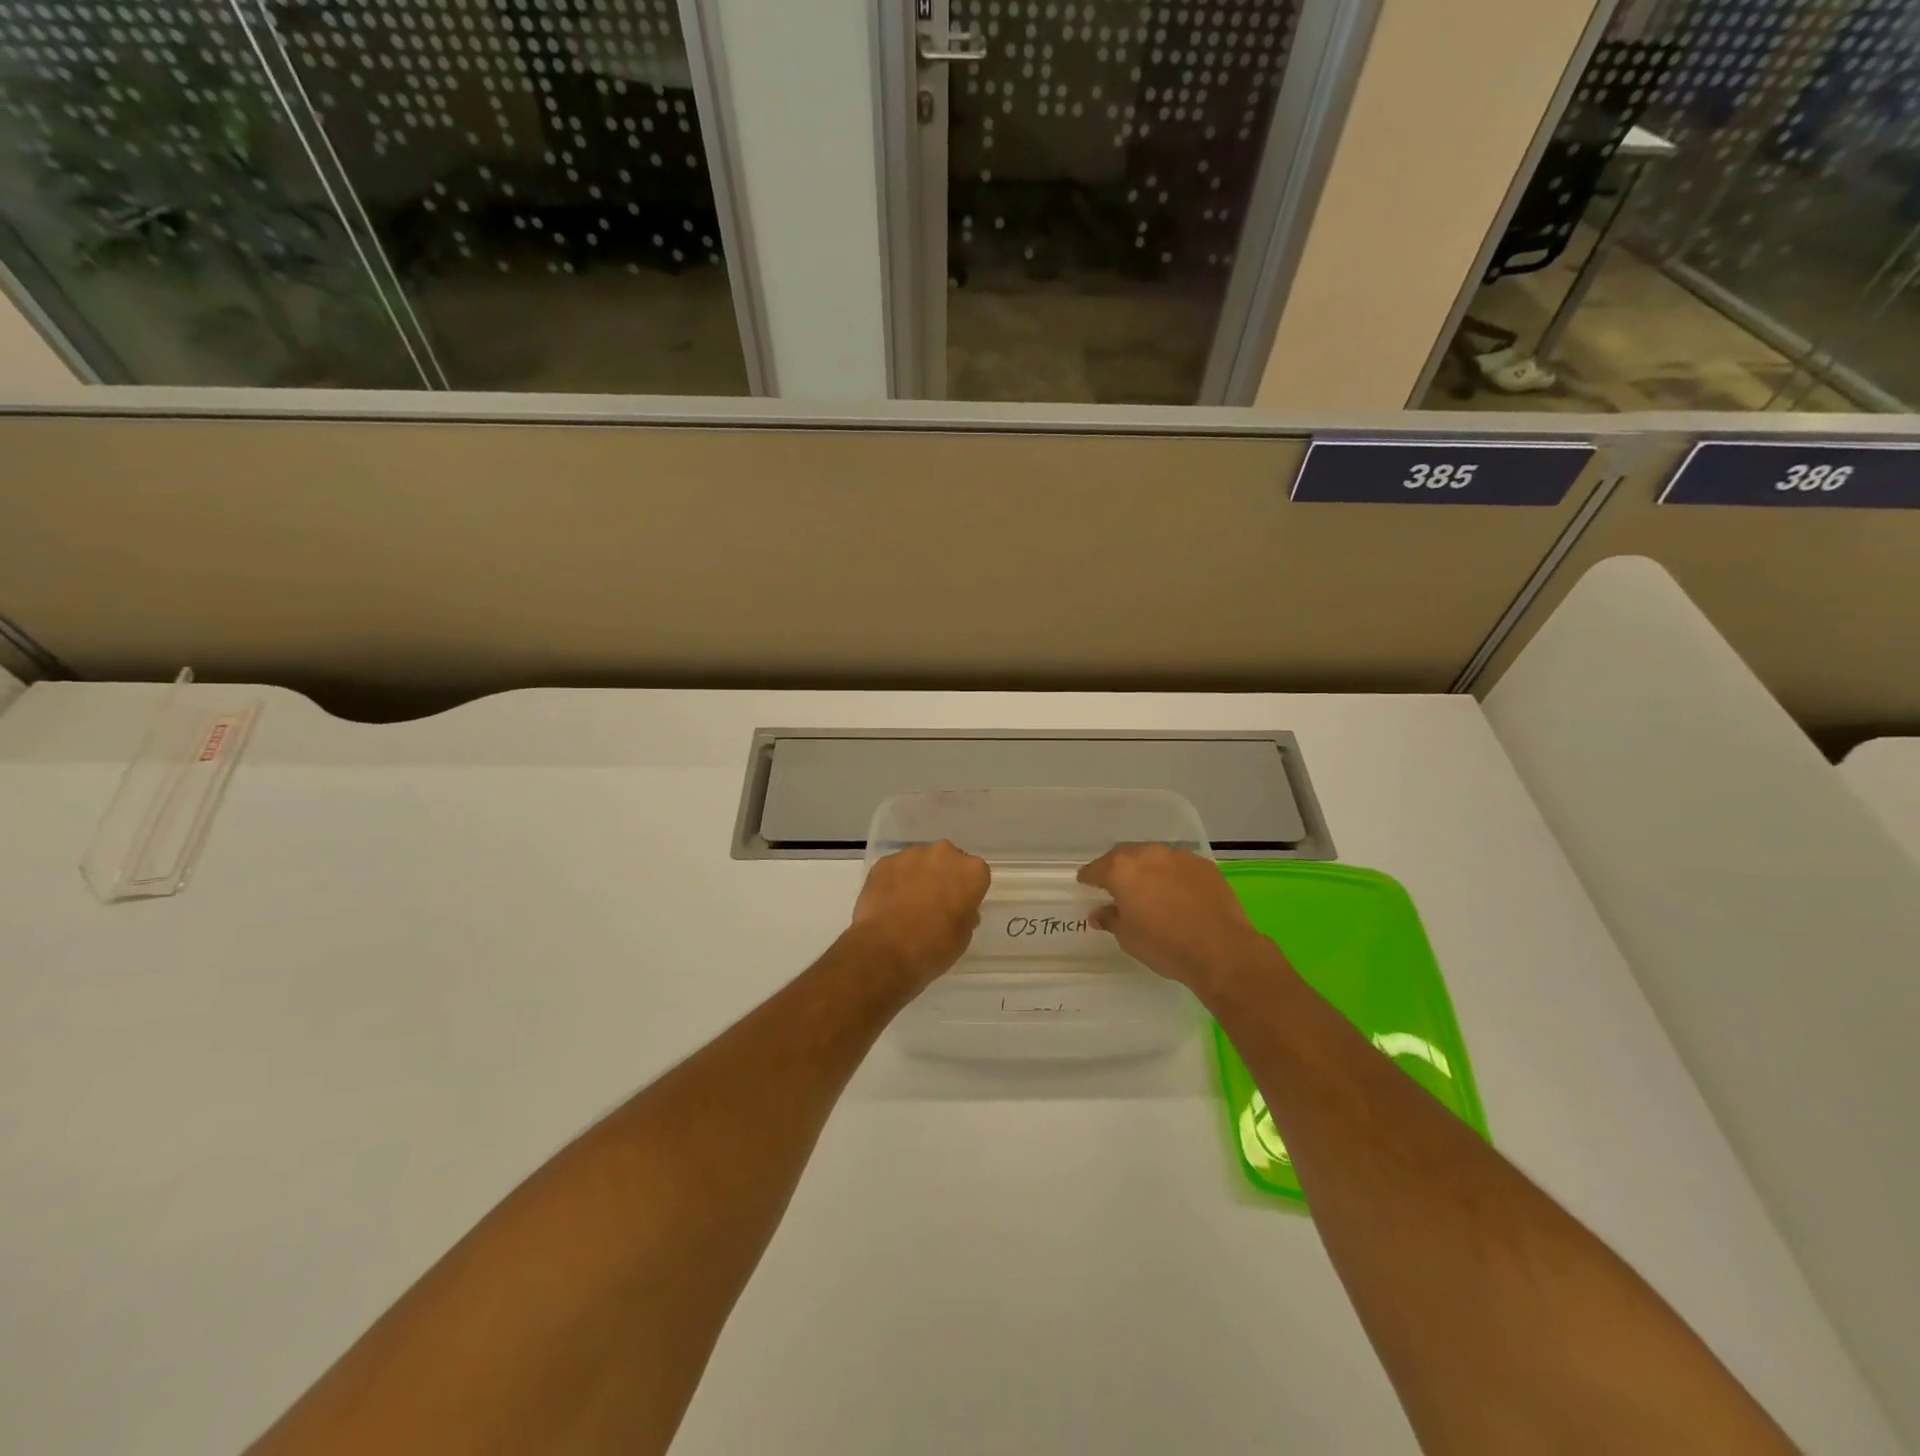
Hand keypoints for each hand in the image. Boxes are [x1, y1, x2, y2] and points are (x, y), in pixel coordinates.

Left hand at [848, 840, 990, 989]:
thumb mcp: (963, 936)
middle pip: (948, 860)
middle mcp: (944, 853)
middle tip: (934, 902)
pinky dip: (894, 880)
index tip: (959, 906)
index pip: (976, 874)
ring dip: (918, 876)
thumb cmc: (934, 946)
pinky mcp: (885, 861)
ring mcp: (912, 854)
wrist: (885, 950)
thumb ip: (966, 913)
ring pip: (920, 861)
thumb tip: (958, 908)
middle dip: (943, 876)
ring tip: (906, 904)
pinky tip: (888, 903)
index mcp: (972, 871)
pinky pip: (895, 868)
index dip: (967, 890)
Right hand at [1078, 844, 1285, 1003]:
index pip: (1096, 869)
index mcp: (1122, 869)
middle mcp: (1148, 854)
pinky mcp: (1203, 865)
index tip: (1086, 884)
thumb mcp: (1128, 938)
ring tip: (1149, 888)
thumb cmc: (1164, 945)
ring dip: (1147, 869)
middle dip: (1118, 869)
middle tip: (1116, 886)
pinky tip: (1177, 893)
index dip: (1089, 878)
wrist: (1220, 949)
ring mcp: (1178, 857)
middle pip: (1124, 856)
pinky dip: (1172, 875)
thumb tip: (1099, 913)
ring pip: (1154, 857)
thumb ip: (1110, 919)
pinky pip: (1179, 866)